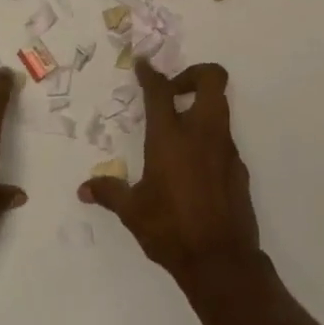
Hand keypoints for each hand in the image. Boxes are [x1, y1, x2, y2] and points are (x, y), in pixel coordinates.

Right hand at [79, 60, 259, 280]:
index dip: (151, 73)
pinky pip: (224, 139)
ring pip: (221, 107)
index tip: (144, 64)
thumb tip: (84, 188)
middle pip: (212, 79)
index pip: (161, 91)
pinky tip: (194, 166)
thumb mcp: (132, 211)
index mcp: (170, 137)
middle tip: (174, 91)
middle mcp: (201, 133)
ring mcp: (225, 148)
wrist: (221, 260)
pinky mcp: (239, 168)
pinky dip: (209, 139)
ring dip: (202, 107)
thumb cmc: (170, 229)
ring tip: (179, 129)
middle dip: (194, 74)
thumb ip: (109, 192)